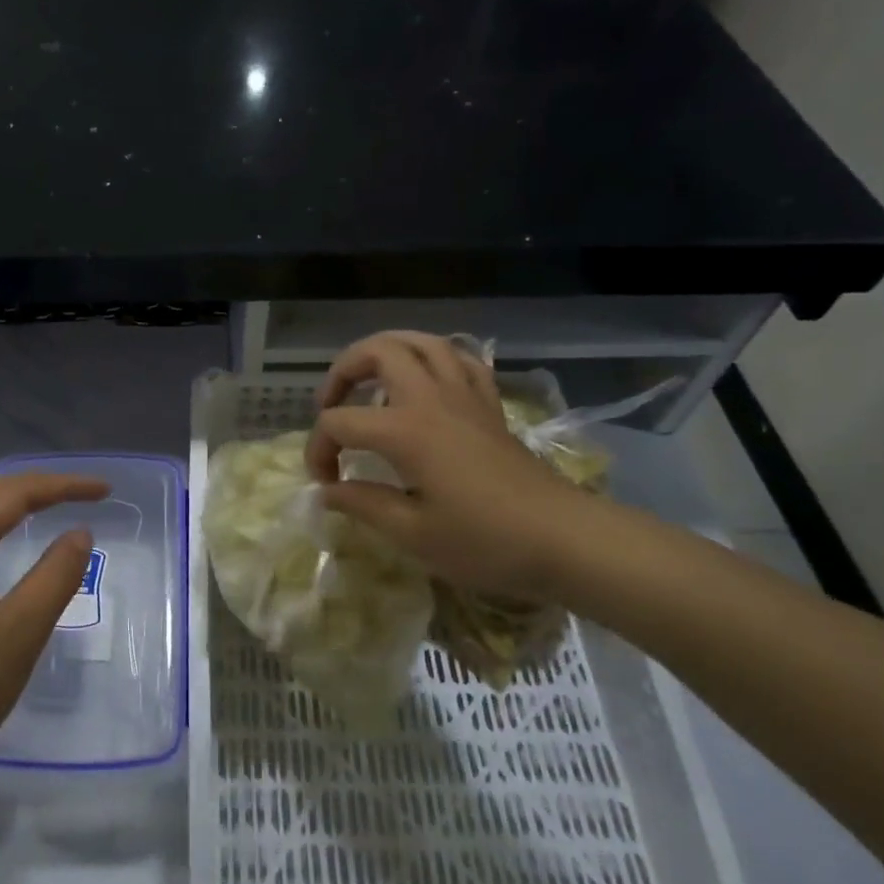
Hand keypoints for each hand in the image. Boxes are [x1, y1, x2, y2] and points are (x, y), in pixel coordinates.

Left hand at [0, 472, 109, 806]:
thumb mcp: (17, 635)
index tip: (106, 490)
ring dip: (12, 506)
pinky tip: (2, 550)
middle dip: (39, 487)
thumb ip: (54, 577)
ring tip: (52, 509)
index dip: (63, 486)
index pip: (13, 494)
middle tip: (86, 494)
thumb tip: (79, 532)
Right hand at [304, 331, 592, 601]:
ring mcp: (465, 396)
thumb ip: (363, 504)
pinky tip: (424, 382)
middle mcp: (432, 399)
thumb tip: (327, 491)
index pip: (339, 423)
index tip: (325, 484)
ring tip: (369, 380)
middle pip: (378, 352)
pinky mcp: (489, 406)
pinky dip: (433, 360)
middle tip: (331, 405)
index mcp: (405, 430)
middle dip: (343, 372)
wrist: (565, 539)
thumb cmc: (485, 541)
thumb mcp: (414, 534)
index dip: (319, 450)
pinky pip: (460, 361)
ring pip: (422, 342)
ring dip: (386, 351)